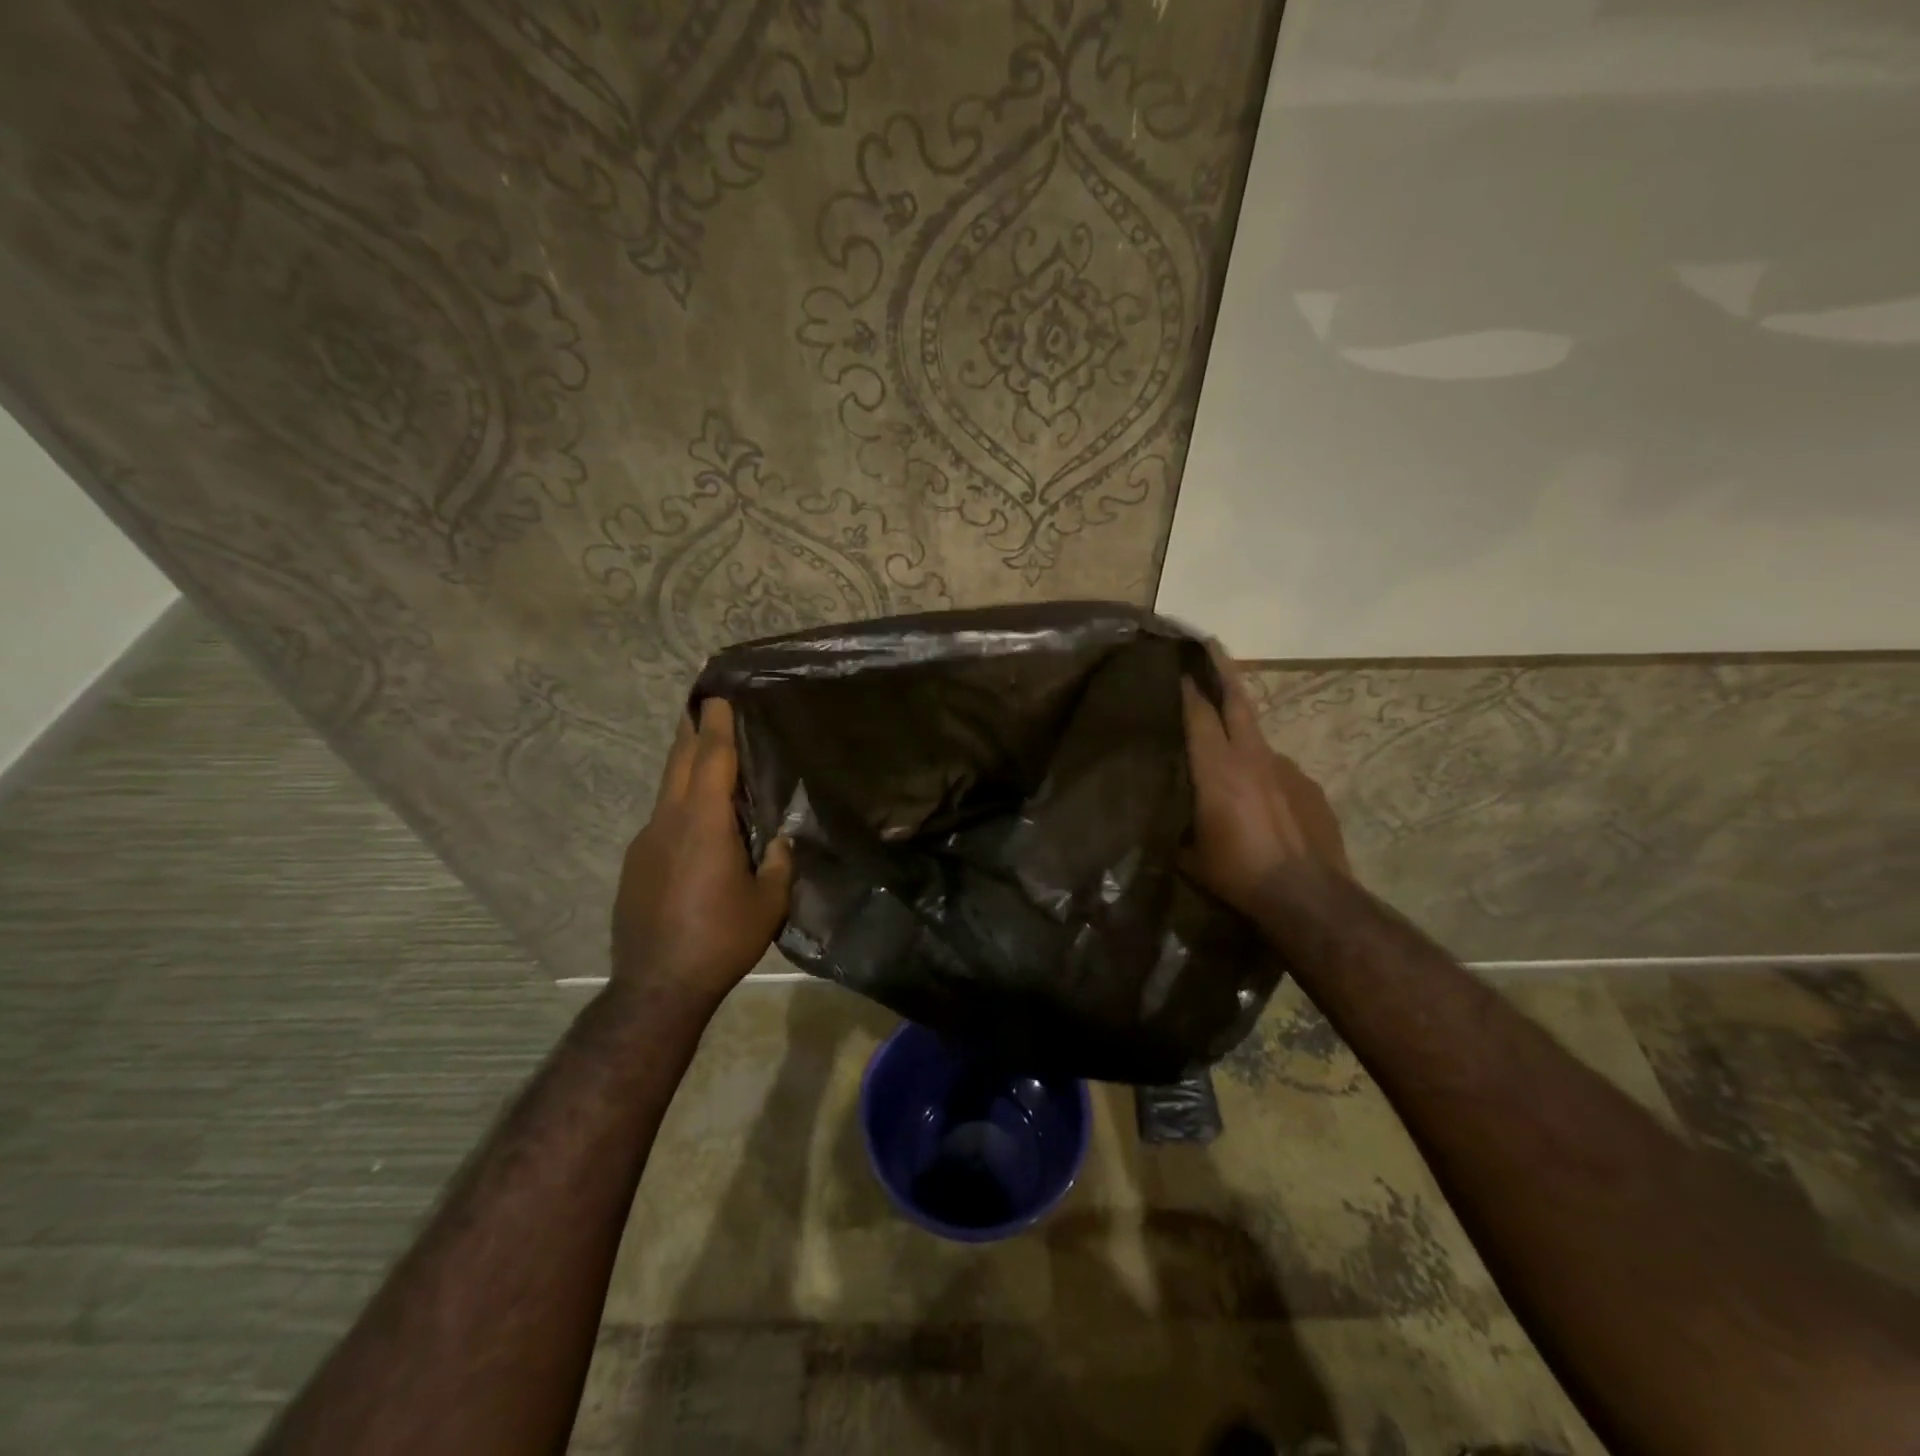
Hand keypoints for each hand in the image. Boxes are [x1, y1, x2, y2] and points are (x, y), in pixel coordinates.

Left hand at [610, 697, 792, 1006]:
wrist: (657, 986)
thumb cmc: (721, 938)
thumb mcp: (768, 902)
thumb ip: (777, 863)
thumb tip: (778, 841)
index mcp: (704, 822)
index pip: (711, 758)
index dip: (716, 723)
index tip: (717, 694)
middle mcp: (669, 821)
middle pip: (679, 762)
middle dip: (691, 729)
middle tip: (700, 703)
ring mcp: (645, 842)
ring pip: (667, 791)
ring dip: (684, 767)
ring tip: (704, 758)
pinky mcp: (634, 865)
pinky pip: (661, 821)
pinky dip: (679, 806)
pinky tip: (696, 825)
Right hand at [1181, 644, 1349, 918]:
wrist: (1305, 895)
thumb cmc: (1234, 872)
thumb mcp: (1187, 851)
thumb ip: (1178, 819)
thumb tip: (1167, 809)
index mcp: (1217, 767)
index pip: (1198, 711)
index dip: (1186, 684)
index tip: (1175, 660)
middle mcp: (1251, 756)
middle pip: (1236, 699)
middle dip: (1221, 668)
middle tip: (1209, 645)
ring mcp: (1285, 768)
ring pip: (1257, 734)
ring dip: (1240, 726)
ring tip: (1225, 743)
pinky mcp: (1309, 786)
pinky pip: (1277, 768)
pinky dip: (1262, 770)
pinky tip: (1258, 796)